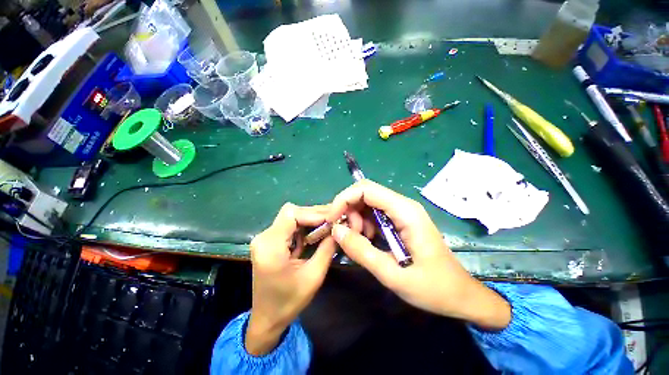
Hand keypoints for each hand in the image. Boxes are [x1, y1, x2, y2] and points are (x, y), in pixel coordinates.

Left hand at [246, 203, 336, 355]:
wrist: (267, 318)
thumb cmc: (289, 301)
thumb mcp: (314, 276)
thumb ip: (327, 249)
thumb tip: (340, 229)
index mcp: (270, 246)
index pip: (291, 214)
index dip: (313, 213)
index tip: (332, 219)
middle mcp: (264, 237)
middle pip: (291, 213)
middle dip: (314, 215)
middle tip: (335, 219)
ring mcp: (265, 238)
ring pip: (291, 217)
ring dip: (311, 220)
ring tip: (329, 224)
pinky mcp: (270, 241)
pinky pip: (289, 226)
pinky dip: (304, 226)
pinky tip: (317, 232)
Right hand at [327, 180, 510, 330]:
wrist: (460, 295)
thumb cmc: (433, 288)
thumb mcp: (392, 275)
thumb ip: (361, 251)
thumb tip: (336, 230)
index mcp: (405, 211)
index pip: (366, 189)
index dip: (344, 199)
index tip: (333, 220)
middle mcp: (403, 205)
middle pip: (365, 193)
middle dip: (349, 210)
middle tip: (347, 235)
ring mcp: (401, 211)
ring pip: (367, 202)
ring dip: (355, 218)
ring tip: (360, 241)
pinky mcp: (399, 219)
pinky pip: (373, 213)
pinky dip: (363, 224)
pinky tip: (368, 240)